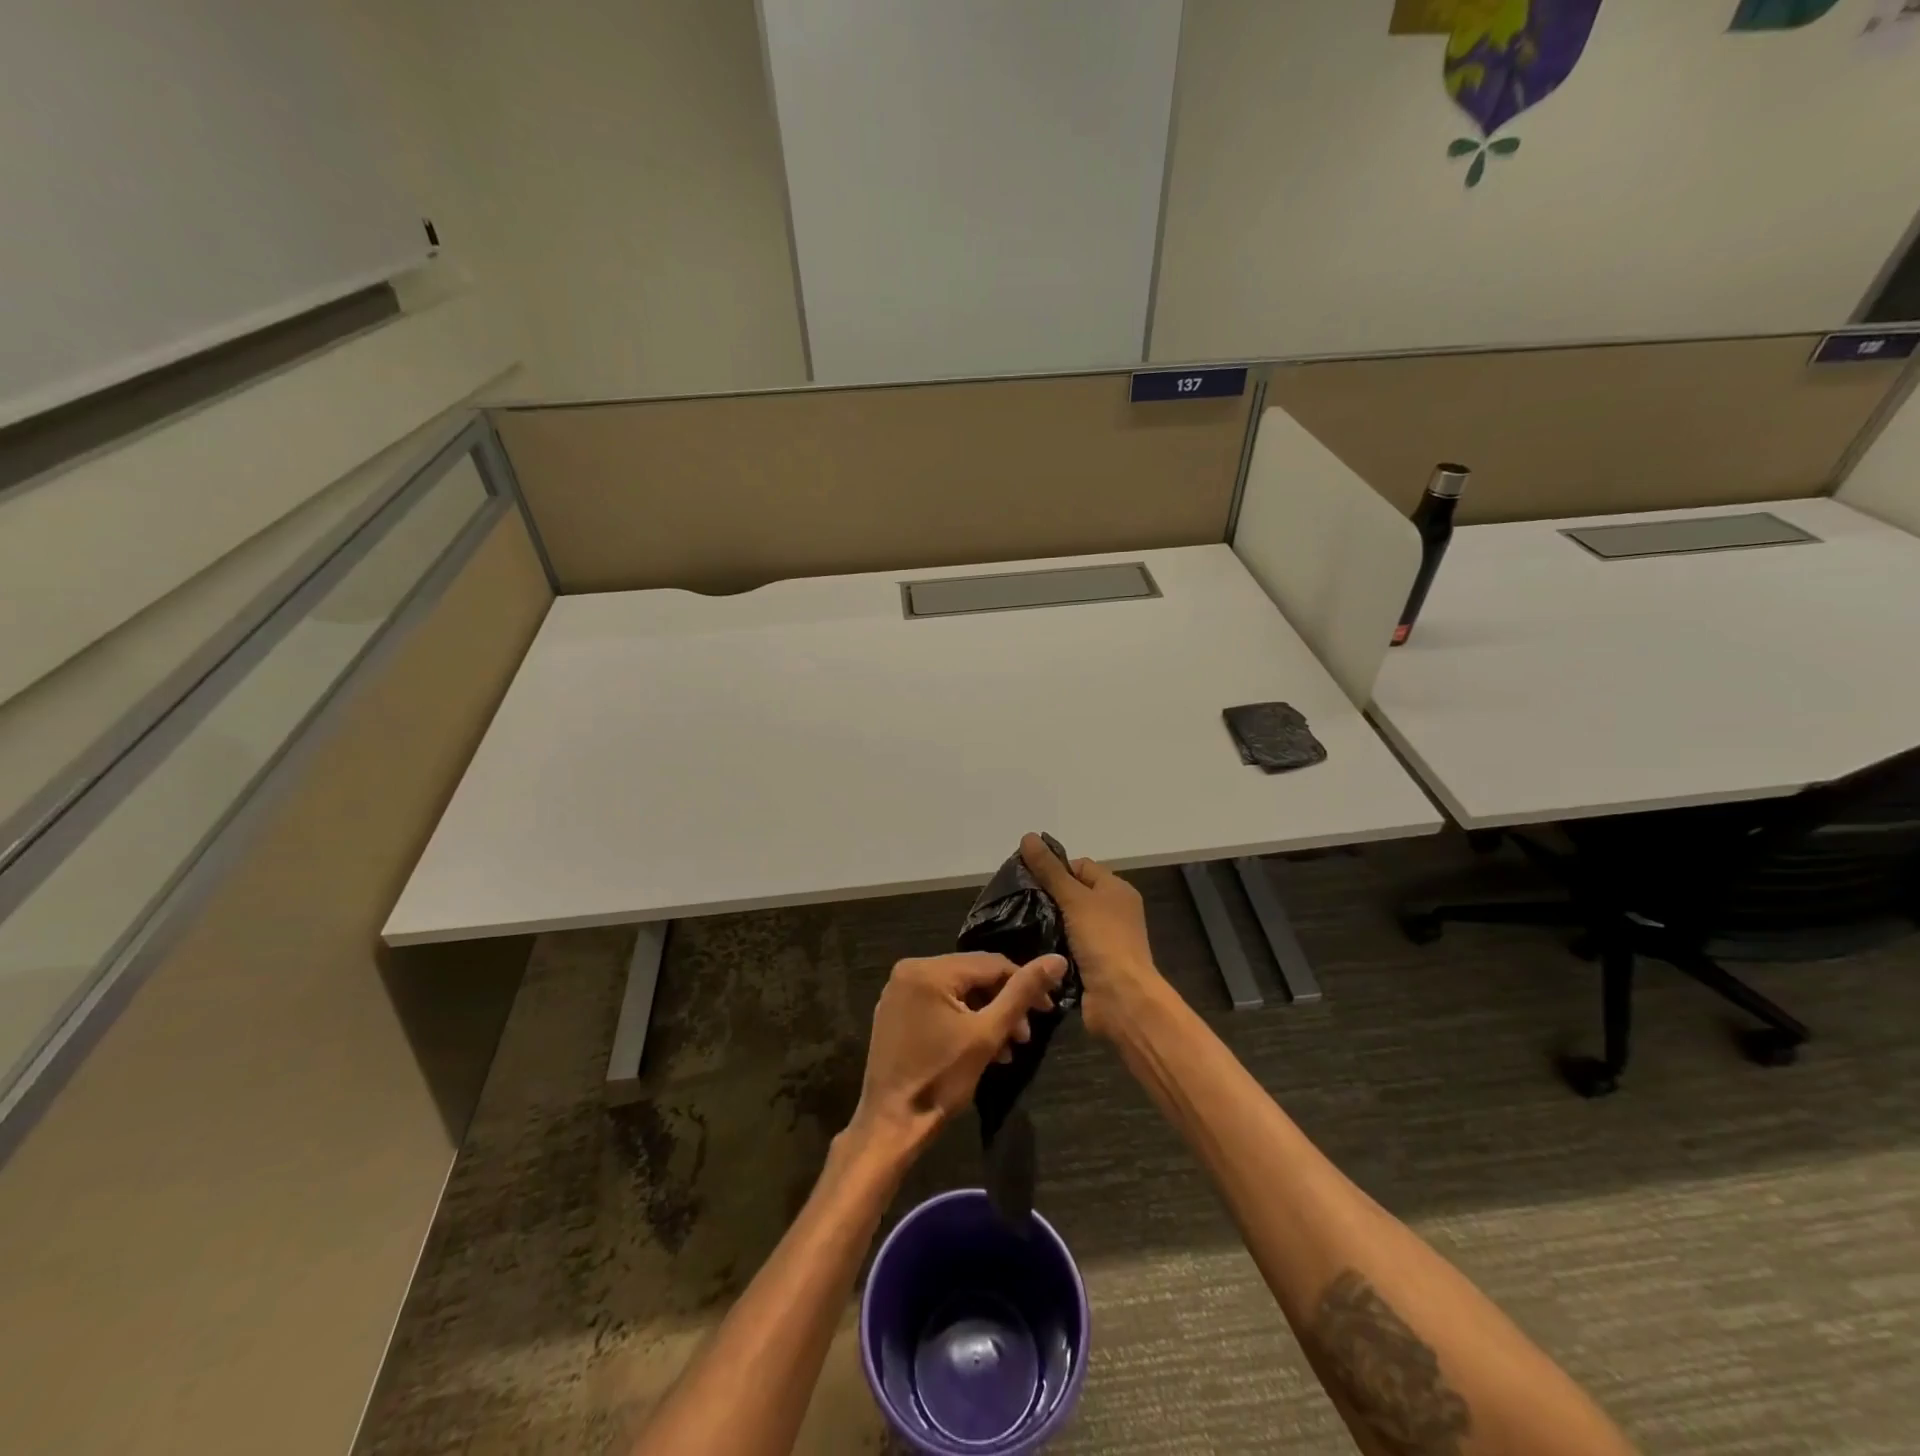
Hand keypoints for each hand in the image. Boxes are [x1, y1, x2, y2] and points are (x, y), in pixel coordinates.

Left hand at [849, 952, 1065, 1159]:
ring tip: (1008, 1049)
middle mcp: (910, 969)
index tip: (1048, 1010)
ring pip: (958, 991)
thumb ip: (1022, 993)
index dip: (1024, 983)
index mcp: (929, 969)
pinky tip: (982, 1048)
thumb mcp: (988, 1034)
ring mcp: (899, 991)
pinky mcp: (895, 1012)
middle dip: (1004, 1004)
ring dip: (987, 1015)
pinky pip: (939, 1003)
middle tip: (1025, 1037)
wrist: (891, 1125)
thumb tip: (1057, 959)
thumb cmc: (941, 1079)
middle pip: (973, 976)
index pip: (990, 964)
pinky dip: (963, 1020)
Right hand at [1019, 833, 1164, 1038]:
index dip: (1055, 867)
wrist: (1121, 998)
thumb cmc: (1103, 940)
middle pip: (1073, 894)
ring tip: (1017, 922)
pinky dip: (1051, 946)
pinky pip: (1066, 946)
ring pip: (1067, 922)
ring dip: (1046, 923)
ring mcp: (1103, 939)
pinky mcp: (1092, 963)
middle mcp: (1113, 911)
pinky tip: (1029, 946)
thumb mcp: (1074, 898)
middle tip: (1016, 900)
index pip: (1080, 866)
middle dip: (1047, 896)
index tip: (1027, 877)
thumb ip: (1050, 870)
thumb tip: (1028, 836)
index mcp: (1116, 889)